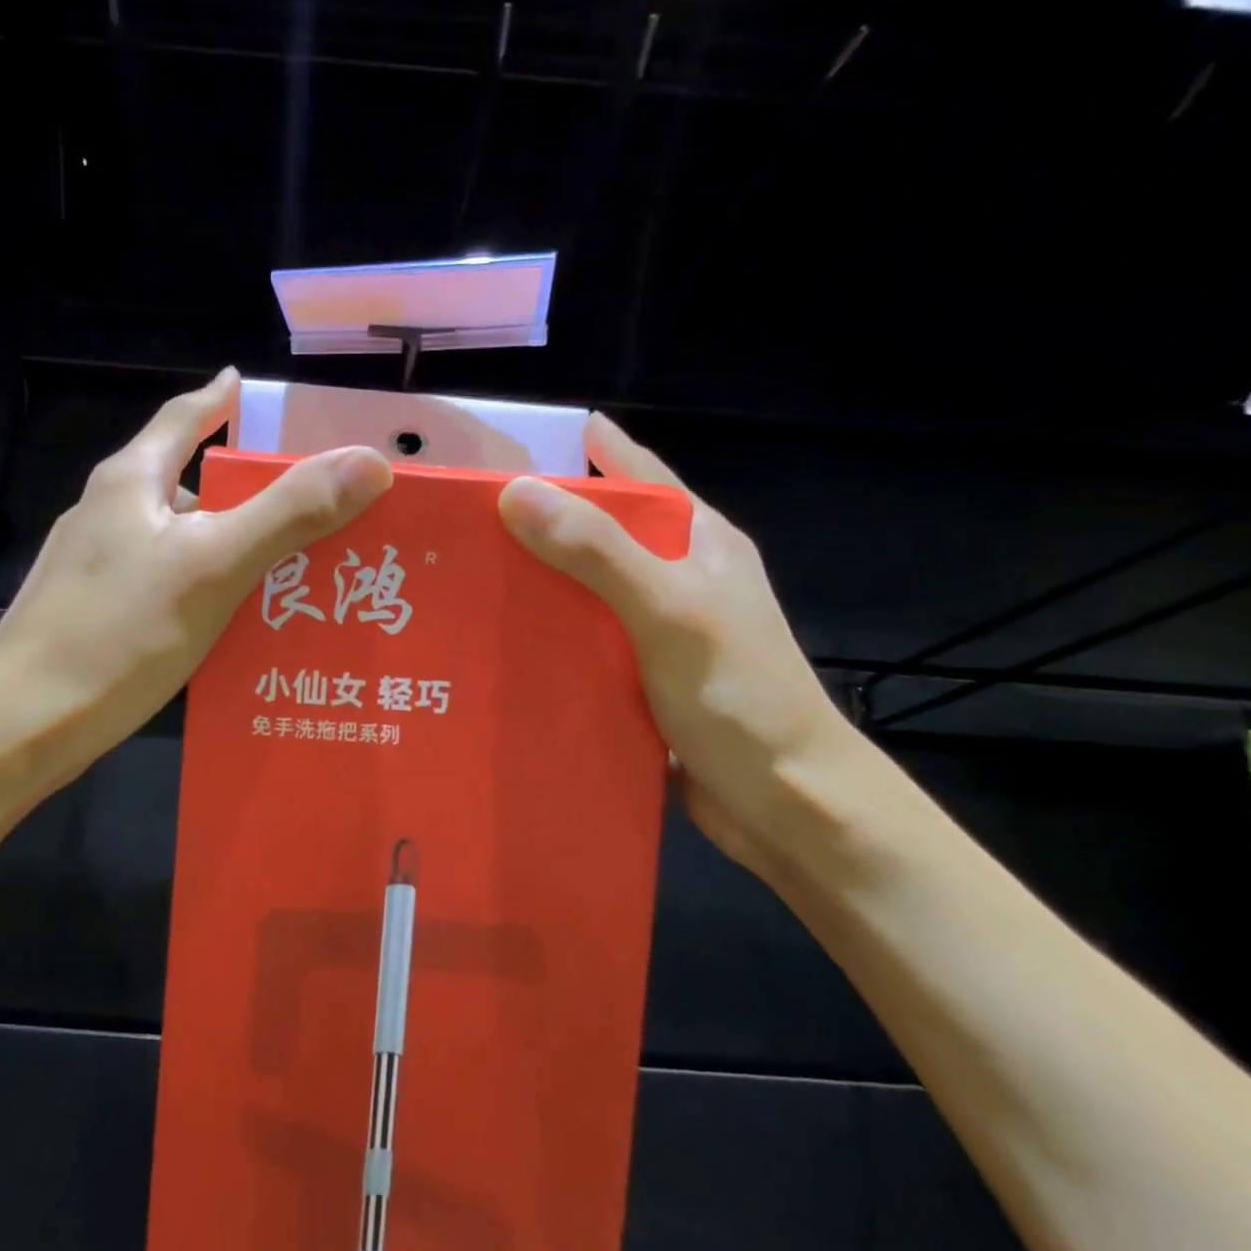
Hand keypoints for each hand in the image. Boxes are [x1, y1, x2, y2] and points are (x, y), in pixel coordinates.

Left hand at [0, 369, 392, 791]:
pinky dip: (207, 588)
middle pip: (189, 482)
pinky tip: (237, 622)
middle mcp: (108, 514)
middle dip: (247, 487)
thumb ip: (289, 513)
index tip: (252, 388)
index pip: (184, 418)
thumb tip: (369, 461)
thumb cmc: (117, 635)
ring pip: (181, 540)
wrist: (19, 727)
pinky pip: (168, 584)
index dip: (221, 400)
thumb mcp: (213, 567)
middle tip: (311, 500)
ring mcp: (96, 568)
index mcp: (130, 483)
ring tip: (289, 566)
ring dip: (231, 544)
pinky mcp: (96, 615)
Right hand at [498, 413, 856, 876]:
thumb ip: (598, 552)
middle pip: (598, 531)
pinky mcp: (637, 675)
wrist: (790, 806)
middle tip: (460, 518)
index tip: (508, 444)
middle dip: (537, 520)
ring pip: (582, 590)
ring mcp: (656, 628)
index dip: (579, 451)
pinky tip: (494, 642)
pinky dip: (543, 635)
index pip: (634, 471)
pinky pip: (580, 639)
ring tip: (460, 576)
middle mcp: (675, 576)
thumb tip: (515, 491)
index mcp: (697, 541)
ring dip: (533, 582)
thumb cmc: (740, 697)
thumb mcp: (669, 612)